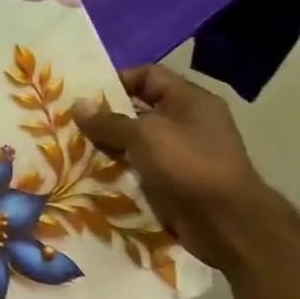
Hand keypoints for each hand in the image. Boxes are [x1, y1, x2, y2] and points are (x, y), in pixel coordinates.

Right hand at [73, 66, 277, 272]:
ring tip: (76, 145)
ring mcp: (182, 151)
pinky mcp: (174, 178)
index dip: (117, 80)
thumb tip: (77, 105)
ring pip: (135, 138)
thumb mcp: (143, 135)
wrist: (226, 224)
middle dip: (106, 114)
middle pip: (139, 107)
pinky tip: (94, 168)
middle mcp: (188, 121)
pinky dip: (118, 164)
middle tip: (73, 121)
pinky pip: (139, 163)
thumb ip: (108, 120)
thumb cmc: (188, 165)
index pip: (149, 75)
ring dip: (108, 142)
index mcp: (190, 100)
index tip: (86, 95)